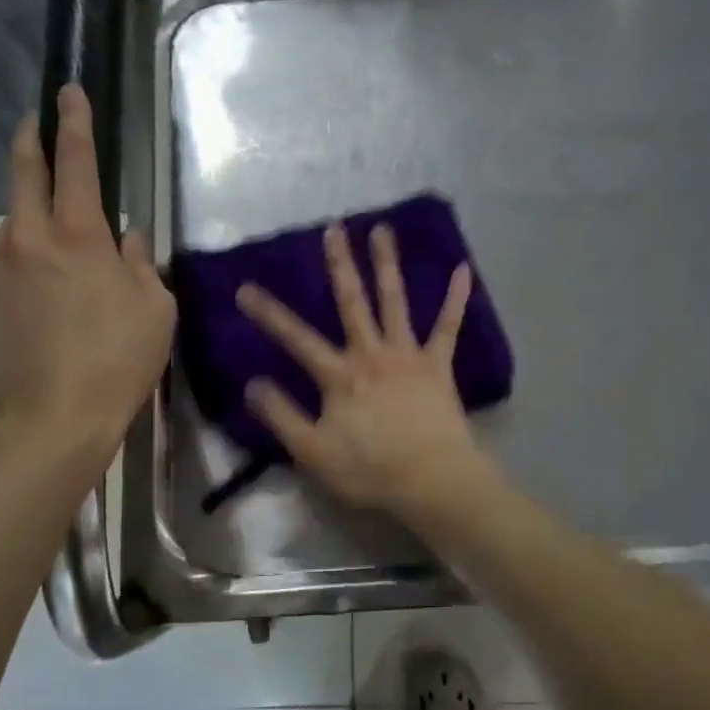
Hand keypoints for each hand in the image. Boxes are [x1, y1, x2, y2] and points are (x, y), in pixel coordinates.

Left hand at [0, 85, 174, 447]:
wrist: (52, 420)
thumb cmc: (119, 360)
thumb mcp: (155, 308)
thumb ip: (141, 262)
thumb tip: (130, 237)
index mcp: (79, 236)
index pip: (77, 162)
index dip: (75, 123)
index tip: (69, 91)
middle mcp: (27, 238)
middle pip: (23, 173)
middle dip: (30, 140)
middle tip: (33, 122)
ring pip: (13, 229)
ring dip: (32, 226)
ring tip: (56, 260)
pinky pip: (1, 268)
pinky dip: (20, 269)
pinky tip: (37, 304)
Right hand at [236, 223, 494, 520]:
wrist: (433, 481)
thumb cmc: (371, 470)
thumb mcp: (313, 452)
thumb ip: (282, 416)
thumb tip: (252, 383)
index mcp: (340, 376)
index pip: (296, 339)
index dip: (269, 314)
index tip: (245, 287)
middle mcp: (372, 354)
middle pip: (351, 302)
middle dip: (340, 264)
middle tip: (334, 227)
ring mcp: (408, 355)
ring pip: (395, 301)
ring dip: (387, 265)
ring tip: (382, 230)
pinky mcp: (438, 365)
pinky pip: (449, 326)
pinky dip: (457, 298)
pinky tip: (464, 269)